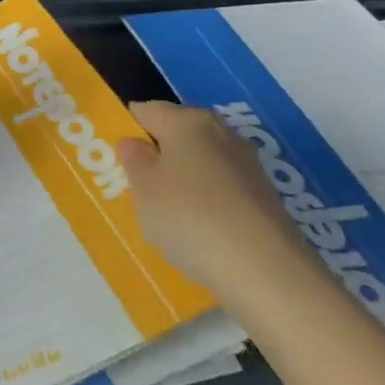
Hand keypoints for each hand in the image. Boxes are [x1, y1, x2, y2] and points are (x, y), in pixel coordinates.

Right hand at [117, 101, 310, 302]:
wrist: (268, 273)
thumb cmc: (191, 217)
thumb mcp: (143, 188)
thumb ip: (133, 159)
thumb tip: (135, 143)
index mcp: (187, 120)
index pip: (146, 110)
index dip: (127, 129)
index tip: (115, 158)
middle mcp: (221, 133)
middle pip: (177, 136)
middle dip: (157, 156)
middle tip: (137, 188)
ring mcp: (248, 166)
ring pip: (201, 164)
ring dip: (183, 182)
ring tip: (166, 216)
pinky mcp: (266, 199)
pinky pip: (222, 192)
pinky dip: (207, 205)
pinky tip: (200, 233)